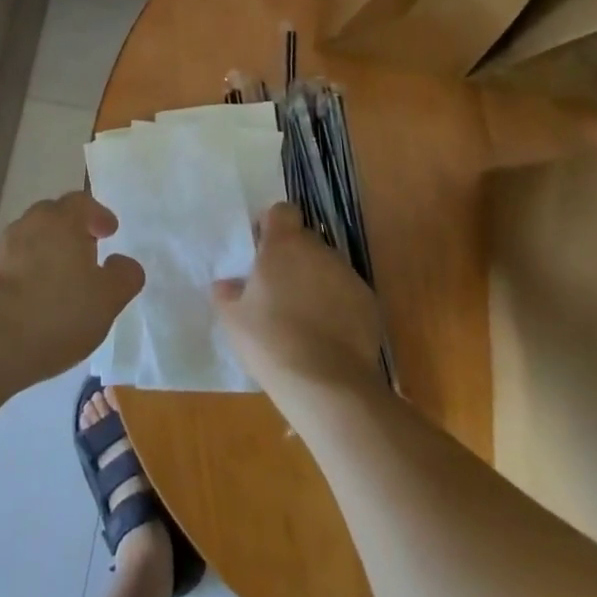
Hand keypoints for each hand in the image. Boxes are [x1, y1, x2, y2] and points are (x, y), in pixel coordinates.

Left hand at [0, 190, 144, 386]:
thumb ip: (124, 276)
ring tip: (56, 283)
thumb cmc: (57, 314)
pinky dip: (21, 278)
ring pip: (27, 242)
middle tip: (84, 254)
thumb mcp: (107, 300)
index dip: (98, 215)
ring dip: (43, 254)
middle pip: (52, 217)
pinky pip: (8, 268)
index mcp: (60, 221)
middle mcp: (27, 225)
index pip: (82, 202)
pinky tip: (28, 304)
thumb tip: (123, 263)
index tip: (109, 231)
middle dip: (69, 231)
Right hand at [213, 203, 384, 409]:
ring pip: (327, 267)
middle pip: (304, 240)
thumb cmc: (271, 342)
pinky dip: (337, 305)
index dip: (272, 226)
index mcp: (283, 245)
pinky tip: (327, 335)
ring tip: (303, 317)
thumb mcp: (233, 320)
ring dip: (315, 281)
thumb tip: (227, 284)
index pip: (282, 211)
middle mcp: (319, 250)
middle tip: (278, 289)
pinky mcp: (369, 302)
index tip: (262, 250)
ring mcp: (348, 275)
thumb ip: (227, 294)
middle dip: (292, 257)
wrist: (327, 384)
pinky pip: (347, 293)